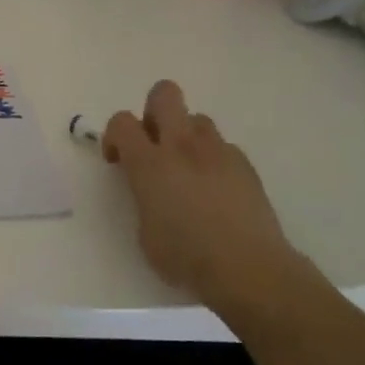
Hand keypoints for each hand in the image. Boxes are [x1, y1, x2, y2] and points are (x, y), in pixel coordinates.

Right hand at [103, 81, 299, 317]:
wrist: (250, 270)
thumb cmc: (187, 257)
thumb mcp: (145, 232)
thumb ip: (143, 196)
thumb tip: (152, 190)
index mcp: (149, 163)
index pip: (121, 121)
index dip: (114, 135)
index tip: (118, 161)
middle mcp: (182, 146)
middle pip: (164, 94)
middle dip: (153, 111)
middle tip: (153, 145)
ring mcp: (218, 152)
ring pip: (197, 119)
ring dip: (186, 136)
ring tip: (188, 171)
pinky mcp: (245, 165)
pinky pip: (223, 147)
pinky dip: (213, 160)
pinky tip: (217, 191)